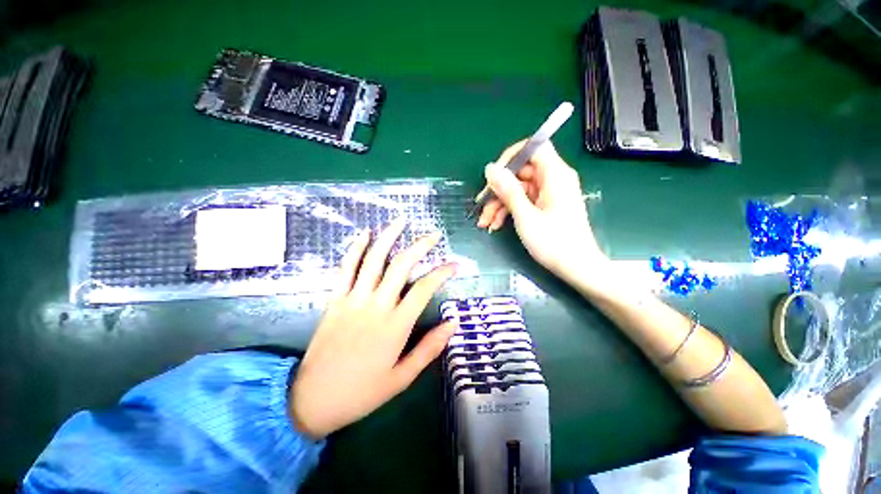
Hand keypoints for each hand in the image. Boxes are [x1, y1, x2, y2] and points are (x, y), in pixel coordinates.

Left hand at [290, 219, 456, 438]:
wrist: (312, 399)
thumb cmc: (362, 392)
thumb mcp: (402, 377)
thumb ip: (429, 348)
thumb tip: (453, 323)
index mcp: (396, 325)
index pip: (425, 288)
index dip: (442, 273)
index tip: (455, 265)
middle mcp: (377, 305)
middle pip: (401, 266)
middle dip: (420, 246)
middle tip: (433, 235)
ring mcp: (354, 299)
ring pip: (374, 260)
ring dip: (388, 237)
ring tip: (401, 221)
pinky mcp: (335, 299)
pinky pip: (346, 268)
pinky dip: (356, 249)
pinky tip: (365, 234)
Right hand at [477, 140, 607, 287]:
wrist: (576, 268)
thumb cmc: (554, 243)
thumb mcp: (526, 217)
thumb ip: (508, 190)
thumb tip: (491, 168)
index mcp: (555, 175)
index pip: (533, 148)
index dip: (511, 157)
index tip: (493, 175)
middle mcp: (553, 179)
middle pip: (520, 172)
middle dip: (498, 190)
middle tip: (481, 207)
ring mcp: (548, 193)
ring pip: (517, 189)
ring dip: (499, 204)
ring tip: (485, 223)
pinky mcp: (545, 206)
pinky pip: (522, 201)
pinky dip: (508, 211)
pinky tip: (495, 224)